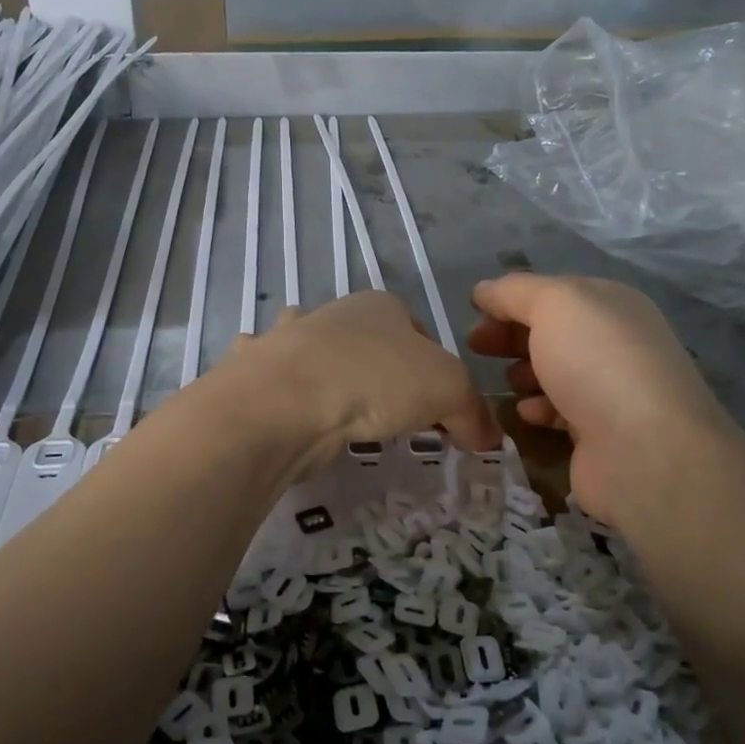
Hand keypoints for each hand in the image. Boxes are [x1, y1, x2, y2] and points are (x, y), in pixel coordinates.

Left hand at [237, 291, 499, 460]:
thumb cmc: (376, 381)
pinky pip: (273, 376)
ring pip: (315, 351)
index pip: (421, 334)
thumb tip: (487, 437)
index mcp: (381, 306)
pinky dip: (279, 387)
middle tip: (390, 417)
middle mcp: (333, 314)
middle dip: (380, 373)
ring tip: (338, 409)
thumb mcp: (448, 391)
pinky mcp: (258, 372)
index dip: (436, 373)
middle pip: (368, 343)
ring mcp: (288, 339)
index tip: (438, 413)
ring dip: (325, 370)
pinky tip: (287, 408)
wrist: (287, 400)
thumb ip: (473, 412)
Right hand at [468, 273, 739, 517]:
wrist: (645, 450)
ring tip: (505, 381)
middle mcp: (615, 341)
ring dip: (524, 372)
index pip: (552, 292)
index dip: (510, 299)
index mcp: (610, 303)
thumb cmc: (596, 362)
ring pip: (555, 371)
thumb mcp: (554, 304)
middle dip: (512, 336)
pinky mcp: (602, 433)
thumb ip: (514, 292)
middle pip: (552, 331)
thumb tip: (484, 290)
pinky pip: (561, 412)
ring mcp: (611, 389)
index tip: (473, 315)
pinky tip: (524, 413)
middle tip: (476, 348)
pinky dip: (539, 408)